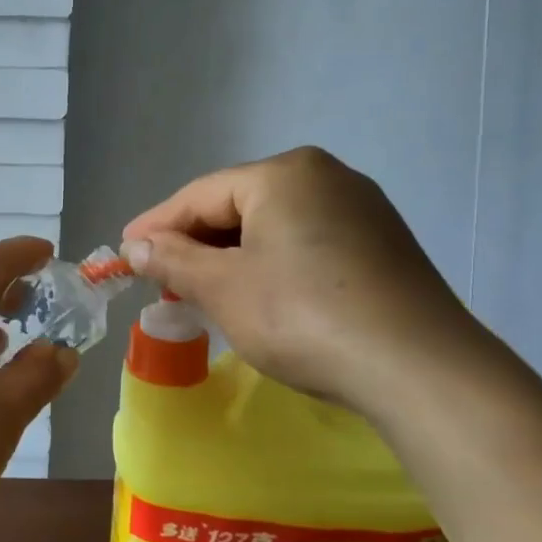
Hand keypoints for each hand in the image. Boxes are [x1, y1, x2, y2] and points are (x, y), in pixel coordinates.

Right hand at [120, 148, 488, 417]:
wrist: (418, 368)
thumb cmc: (303, 316)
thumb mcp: (224, 288)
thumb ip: (174, 260)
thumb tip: (137, 246)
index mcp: (284, 173)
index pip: (200, 195)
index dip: (156, 226)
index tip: (123, 254)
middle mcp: (325, 176)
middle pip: (237, 206)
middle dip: (194, 244)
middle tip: (160, 279)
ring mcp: (360, 209)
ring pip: (272, 226)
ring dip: (230, 257)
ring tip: (201, 291)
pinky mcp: (381, 244)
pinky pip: (305, 243)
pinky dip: (270, 264)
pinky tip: (257, 294)